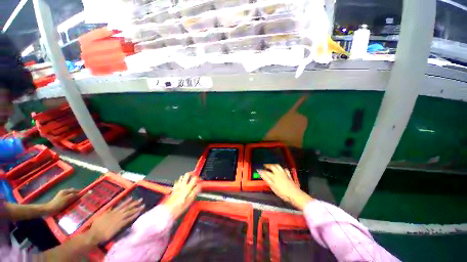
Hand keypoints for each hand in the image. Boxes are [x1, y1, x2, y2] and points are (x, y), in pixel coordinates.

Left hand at [45, 189, 79, 213]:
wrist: (49, 209)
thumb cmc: (58, 204)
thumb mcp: (66, 199)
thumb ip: (73, 196)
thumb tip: (80, 194)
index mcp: (65, 191)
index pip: (75, 190)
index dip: (80, 192)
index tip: (85, 194)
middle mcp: (64, 192)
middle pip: (73, 192)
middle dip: (77, 195)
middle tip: (81, 199)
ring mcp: (62, 196)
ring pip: (71, 196)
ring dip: (74, 198)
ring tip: (77, 202)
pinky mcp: (61, 200)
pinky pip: (68, 199)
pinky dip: (71, 200)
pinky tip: (72, 204)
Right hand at [88, 198, 143, 243]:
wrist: (94, 234)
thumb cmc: (96, 226)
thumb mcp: (101, 216)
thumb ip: (107, 211)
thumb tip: (111, 207)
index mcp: (111, 212)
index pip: (121, 205)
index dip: (127, 201)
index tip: (132, 197)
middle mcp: (117, 213)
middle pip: (128, 207)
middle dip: (135, 203)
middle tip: (142, 199)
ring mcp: (119, 219)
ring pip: (130, 212)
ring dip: (137, 208)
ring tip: (143, 205)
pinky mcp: (120, 224)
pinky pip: (129, 219)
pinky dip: (134, 216)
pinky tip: (139, 213)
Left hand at [164, 172, 199, 219]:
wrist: (167, 211)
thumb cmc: (178, 208)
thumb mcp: (189, 201)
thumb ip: (195, 192)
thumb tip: (198, 186)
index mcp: (187, 188)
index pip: (195, 178)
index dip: (199, 178)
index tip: (200, 180)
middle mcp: (182, 185)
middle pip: (187, 174)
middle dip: (192, 173)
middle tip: (195, 175)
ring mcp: (177, 187)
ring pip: (182, 177)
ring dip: (187, 177)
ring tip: (190, 179)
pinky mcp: (173, 189)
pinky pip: (177, 181)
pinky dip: (181, 180)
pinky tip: (182, 183)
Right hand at [258, 164, 312, 209]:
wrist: (295, 195)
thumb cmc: (283, 193)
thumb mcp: (273, 187)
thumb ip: (267, 180)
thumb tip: (262, 174)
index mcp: (274, 177)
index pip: (266, 172)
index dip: (262, 171)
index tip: (259, 170)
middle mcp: (279, 174)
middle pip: (273, 166)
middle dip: (268, 165)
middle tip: (265, 166)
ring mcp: (285, 174)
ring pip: (279, 167)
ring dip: (274, 165)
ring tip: (272, 165)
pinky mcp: (289, 176)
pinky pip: (286, 170)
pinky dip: (283, 169)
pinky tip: (282, 169)